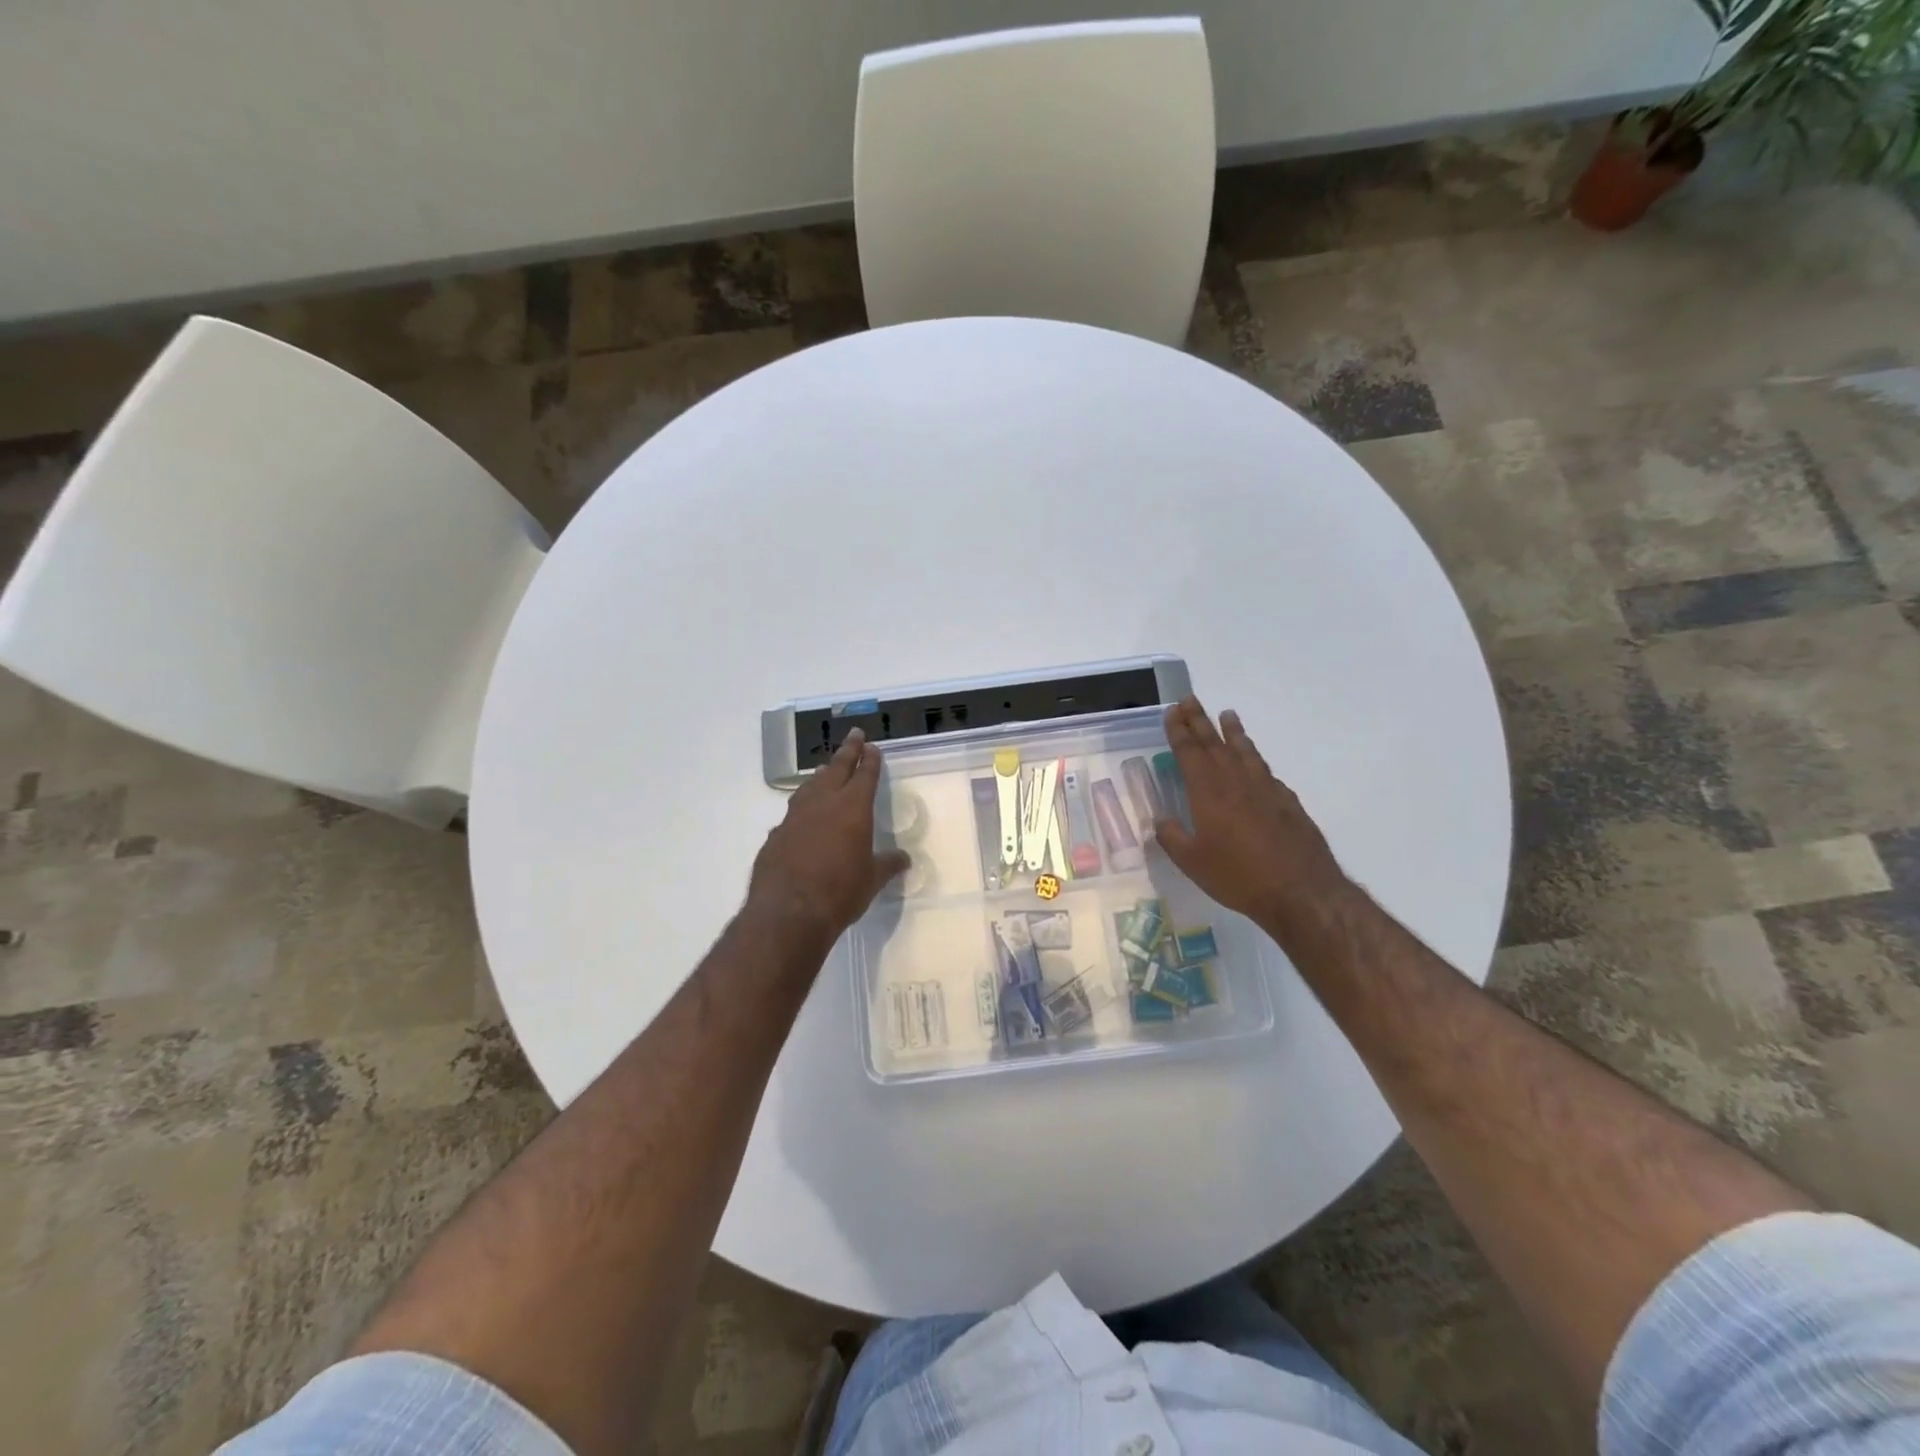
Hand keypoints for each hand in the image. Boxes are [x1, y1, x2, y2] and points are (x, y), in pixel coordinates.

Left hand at [748, 728, 909, 941]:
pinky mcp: (776, 834)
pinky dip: (802, 807)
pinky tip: (803, 816)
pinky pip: (793, 813)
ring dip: (821, 775)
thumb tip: (904, 859)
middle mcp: (823, 804)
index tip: (872, 746)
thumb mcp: (872, 880)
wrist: (788, 912)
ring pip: (810, 786)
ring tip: (825, 768)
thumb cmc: (840, 892)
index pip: (865, 775)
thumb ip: (887, 865)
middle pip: (837, 768)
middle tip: (854, 734)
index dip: (870, 760)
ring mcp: (795, 817)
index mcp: (853, 808)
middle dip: (847, 750)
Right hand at [1154, 698, 1348, 934]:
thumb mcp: (1192, 862)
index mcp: (1208, 792)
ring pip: (1245, 751)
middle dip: (1199, 720)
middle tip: (1190, 699)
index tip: (1173, 712)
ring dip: (1233, 731)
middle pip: (1214, 743)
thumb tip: (1160, 820)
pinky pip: (1266, 771)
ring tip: (1227, 714)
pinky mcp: (1287, 802)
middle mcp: (1236, 781)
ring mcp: (1266, 789)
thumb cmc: (1238, 876)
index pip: (1190, 752)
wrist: (1300, 891)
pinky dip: (1255, 759)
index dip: (1179, 731)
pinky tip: (1254, 762)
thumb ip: (1172, 837)